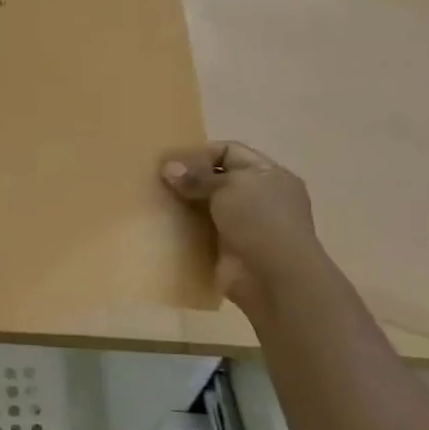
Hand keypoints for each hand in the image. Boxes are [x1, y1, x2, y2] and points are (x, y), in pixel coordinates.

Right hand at [161, 141, 324, 309]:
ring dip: (184, 205)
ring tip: (155, 201)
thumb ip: (198, 176)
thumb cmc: (260, 221)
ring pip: (206, 206)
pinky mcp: (228, 250)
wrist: (273, 278)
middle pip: (216, 179)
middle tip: (156, 180)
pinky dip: (184, 230)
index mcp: (269, 175)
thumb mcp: (230, 186)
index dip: (200, 153)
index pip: (230, 151)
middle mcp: (259, 198)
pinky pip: (201, 233)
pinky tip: (162, 226)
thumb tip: (168, 168)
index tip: (170, 161)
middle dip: (188, 179)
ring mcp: (244, 226)